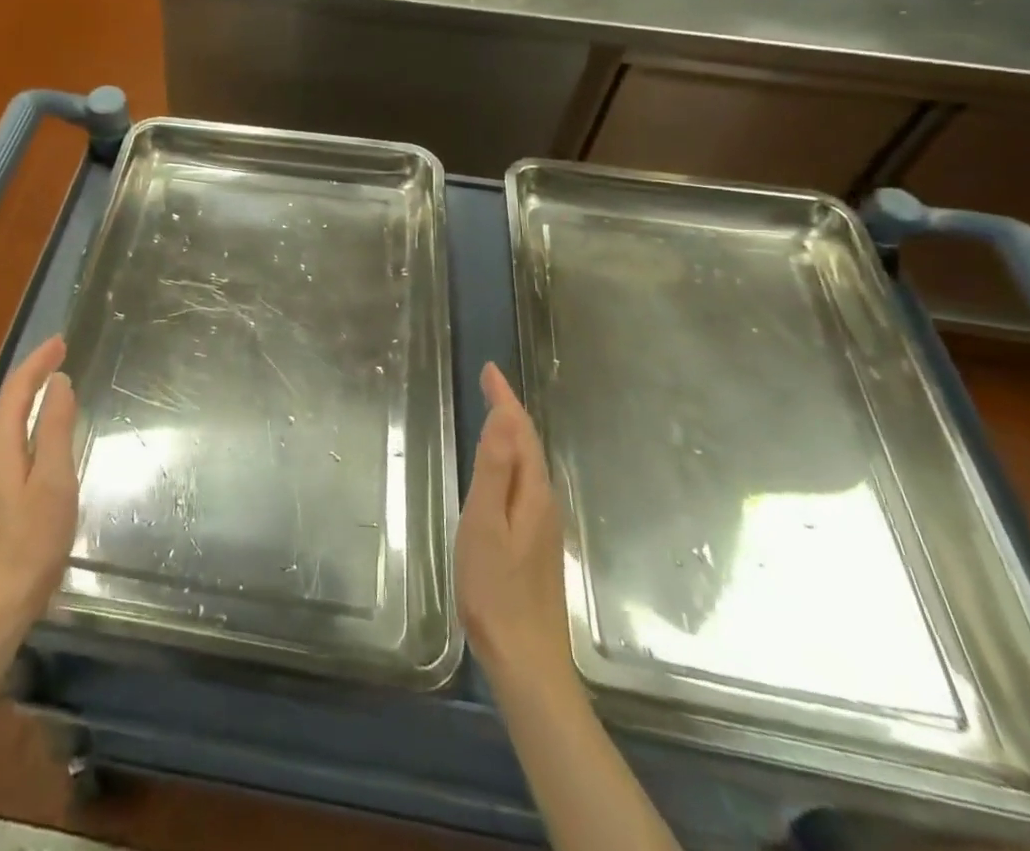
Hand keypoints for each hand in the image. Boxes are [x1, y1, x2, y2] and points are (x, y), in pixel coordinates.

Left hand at [0, 336, 79, 634]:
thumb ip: (56, 429)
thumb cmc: (31, 542)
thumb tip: (59, 383)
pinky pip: (8, 437)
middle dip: (31, 372)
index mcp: (1, 446)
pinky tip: (40, 428)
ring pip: (5, 419)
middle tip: (60, 354)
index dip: (38, 362)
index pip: (17, 389)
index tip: (61, 341)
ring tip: (52, 381)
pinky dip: (24, 417)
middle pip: (7, 400)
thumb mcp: (54, 482)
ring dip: (26, 394)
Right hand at [455, 362, 571, 691]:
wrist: (526, 660)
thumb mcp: (485, 524)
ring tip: (495, 414)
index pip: (520, 431)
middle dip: (510, 410)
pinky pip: (525, 483)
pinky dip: (513, 460)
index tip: (490, 370)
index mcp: (532, 493)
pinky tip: (502, 471)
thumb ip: (494, 470)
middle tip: (489, 384)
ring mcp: (543, 526)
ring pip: (530, 464)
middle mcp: (544, 503)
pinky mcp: (536, 544)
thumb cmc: (495, 589)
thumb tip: (503, 417)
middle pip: (529, 444)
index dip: (505, 399)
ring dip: (513, 434)